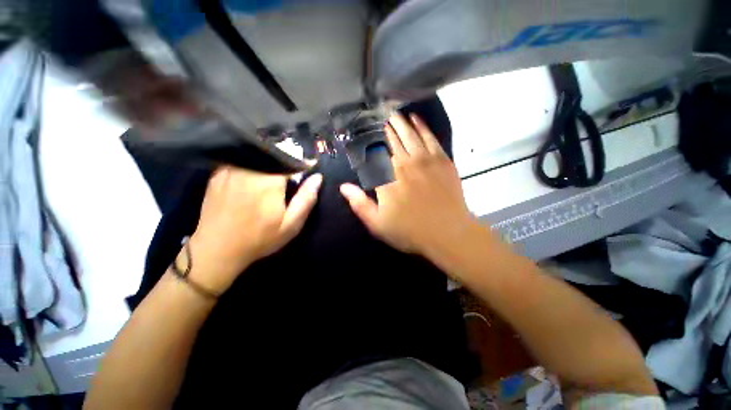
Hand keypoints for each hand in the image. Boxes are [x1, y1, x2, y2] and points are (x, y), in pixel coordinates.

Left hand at [187, 167, 321, 293]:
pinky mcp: (217, 174)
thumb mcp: (291, 225)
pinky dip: (252, 163)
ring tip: (276, 174)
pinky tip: (255, 176)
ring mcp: (230, 170)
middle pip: (273, 153)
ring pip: (256, 154)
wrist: (217, 250)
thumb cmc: (259, 239)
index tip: (308, 168)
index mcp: (269, 181)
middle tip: (291, 174)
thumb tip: (318, 177)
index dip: (302, 164)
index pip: (291, 160)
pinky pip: (241, 160)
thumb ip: (306, 199)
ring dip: (269, 159)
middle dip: (286, 160)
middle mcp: (249, 170)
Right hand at [339, 113, 475, 258]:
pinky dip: (421, 126)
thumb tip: (343, 187)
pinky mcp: (442, 160)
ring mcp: (424, 160)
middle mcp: (403, 164)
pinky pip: (429, 137)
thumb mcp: (378, 224)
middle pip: (390, 140)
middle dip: (382, 128)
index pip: (372, 155)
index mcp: (386, 180)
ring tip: (392, 113)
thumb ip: (360, 204)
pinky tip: (415, 118)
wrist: (448, 233)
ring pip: (408, 134)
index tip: (361, 133)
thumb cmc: (410, 231)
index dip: (366, 142)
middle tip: (376, 117)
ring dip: (399, 122)